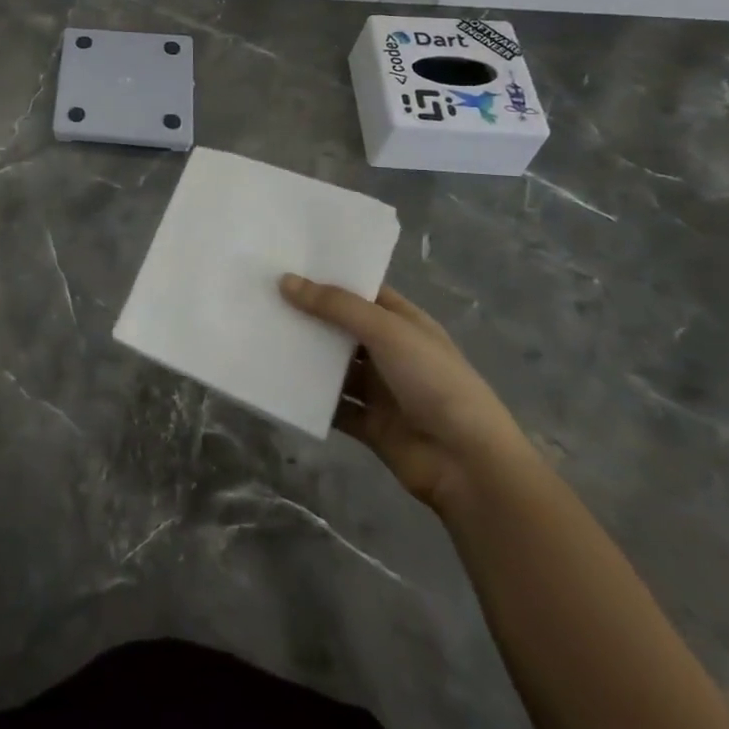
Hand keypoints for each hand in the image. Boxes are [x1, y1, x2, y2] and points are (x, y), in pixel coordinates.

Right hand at [280, 274, 531, 513]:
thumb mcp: (386, 331)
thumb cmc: (434, 382)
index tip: (285, 264)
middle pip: (342, 327)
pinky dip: (308, 397)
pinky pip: (331, 405)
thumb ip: (335, 306)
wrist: (468, 465)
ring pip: (333, 366)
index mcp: (404, 323)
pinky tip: (274, 381)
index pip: (362, 292)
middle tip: (260, 295)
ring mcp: (380, 390)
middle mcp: (391, 352)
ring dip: (304, 355)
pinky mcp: (368, 424)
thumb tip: (285, 281)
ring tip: (259, 334)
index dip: (328, 278)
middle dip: (307, 314)